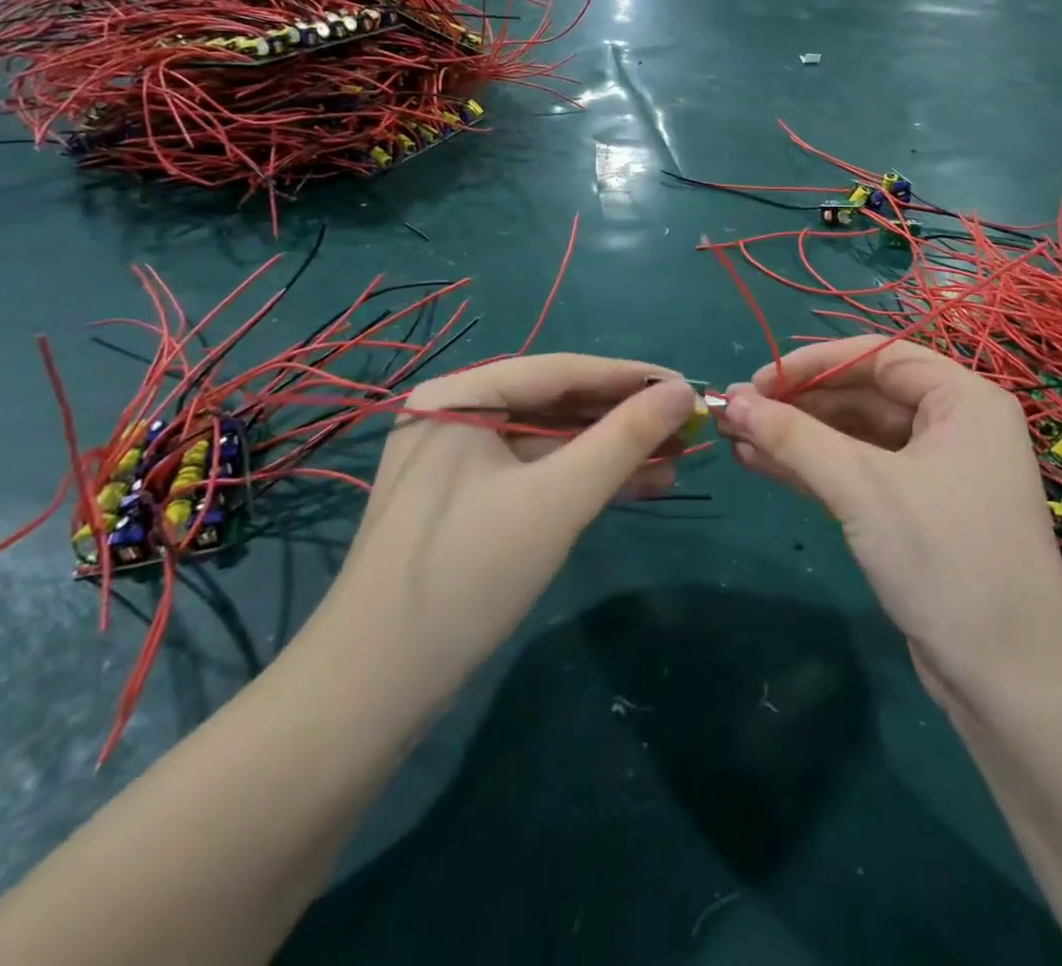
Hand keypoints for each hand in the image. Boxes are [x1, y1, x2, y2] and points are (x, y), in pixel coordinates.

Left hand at [317, 355, 701, 715]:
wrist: (372, 691)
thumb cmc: (467, 574)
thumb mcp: (558, 499)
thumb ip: (624, 438)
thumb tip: (682, 391)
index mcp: (459, 394)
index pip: (560, 370)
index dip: (630, 377)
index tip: (688, 385)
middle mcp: (455, 415)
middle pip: (556, 405)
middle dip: (623, 420)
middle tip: (687, 427)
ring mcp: (458, 461)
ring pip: (551, 443)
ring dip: (611, 453)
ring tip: (676, 461)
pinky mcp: (467, 502)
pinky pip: (536, 475)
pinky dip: (583, 481)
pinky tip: (636, 487)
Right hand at [718, 338, 1061, 711]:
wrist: (1012, 684)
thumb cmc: (945, 559)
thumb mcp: (862, 488)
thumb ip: (793, 438)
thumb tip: (731, 400)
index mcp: (963, 400)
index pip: (877, 357)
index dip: (812, 364)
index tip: (756, 381)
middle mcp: (955, 425)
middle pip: (864, 395)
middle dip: (797, 404)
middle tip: (735, 410)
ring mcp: (937, 471)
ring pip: (857, 437)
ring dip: (798, 437)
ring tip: (736, 436)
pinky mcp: (918, 512)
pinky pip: (860, 473)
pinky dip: (814, 469)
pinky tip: (761, 463)